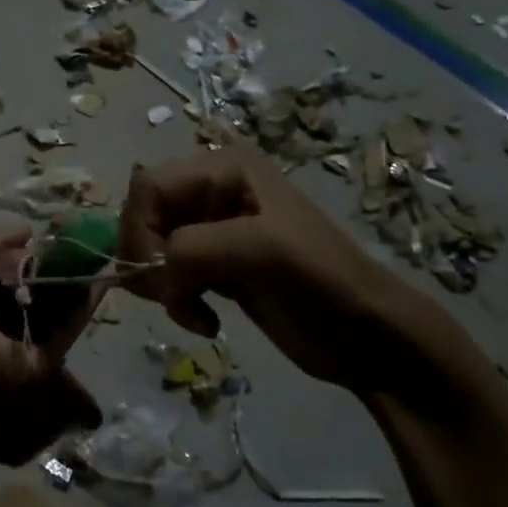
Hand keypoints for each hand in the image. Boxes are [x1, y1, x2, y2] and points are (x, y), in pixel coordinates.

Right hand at [120, 145, 444, 396]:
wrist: (369, 336)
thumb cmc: (323, 283)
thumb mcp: (263, 251)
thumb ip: (194, 248)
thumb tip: (151, 271)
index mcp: (225, 170)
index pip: (148, 186)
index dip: (138, 229)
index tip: (154, 275)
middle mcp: (214, 193)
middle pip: (144, 217)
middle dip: (147, 260)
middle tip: (169, 296)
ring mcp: (215, 232)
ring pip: (153, 250)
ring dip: (163, 287)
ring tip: (192, 311)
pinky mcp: (217, 267)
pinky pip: (170, 277)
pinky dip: (176, 302)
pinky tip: (205, 321)